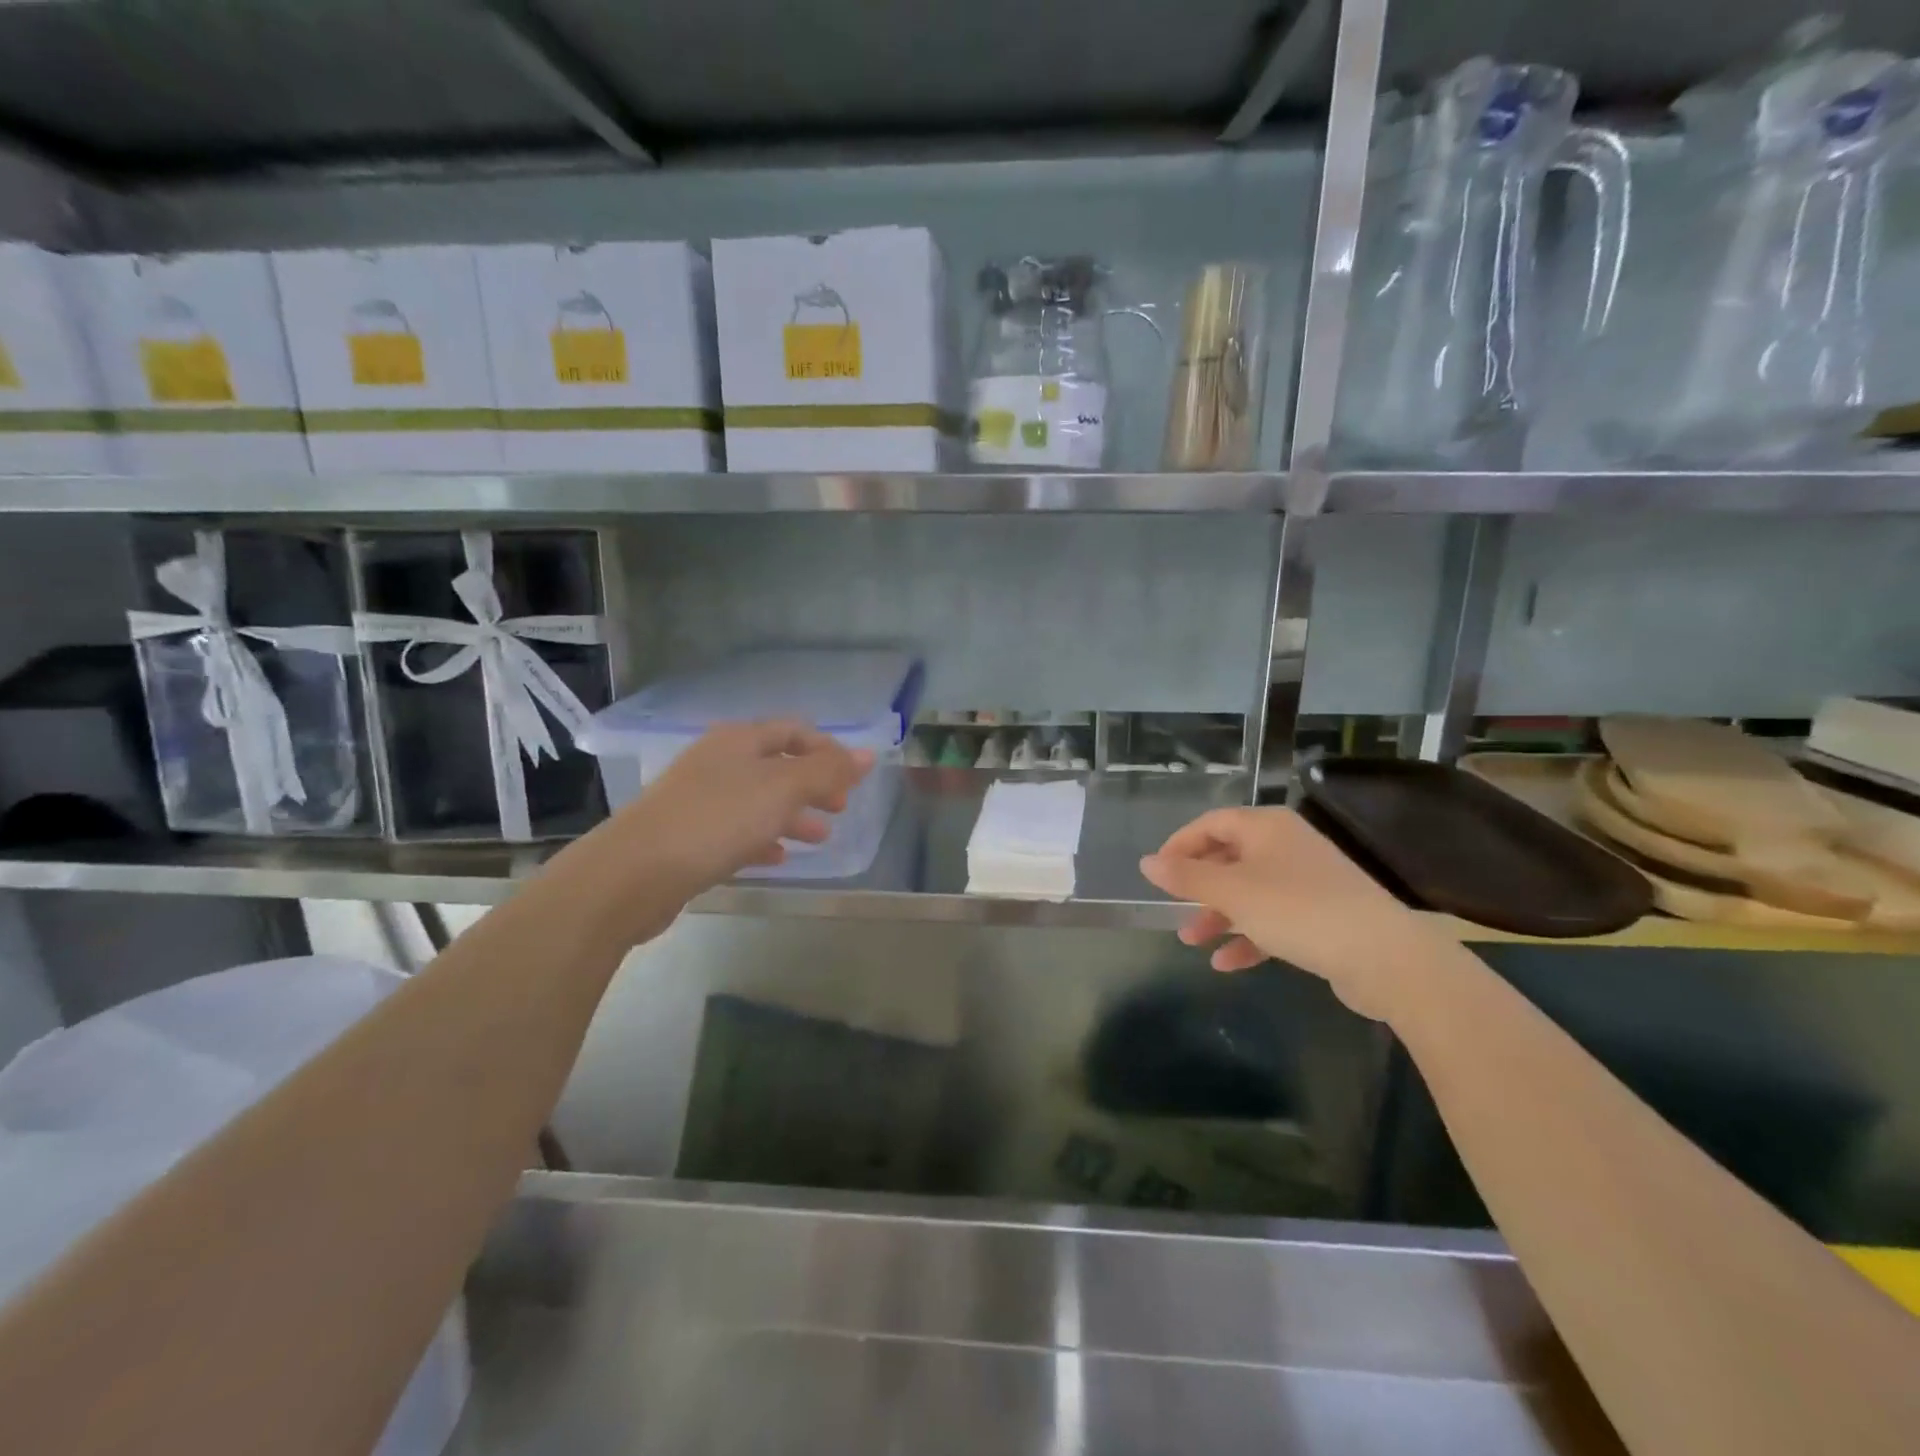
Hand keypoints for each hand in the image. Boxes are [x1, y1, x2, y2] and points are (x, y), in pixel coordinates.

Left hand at [629, 719, 871, 883]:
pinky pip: (736, 831)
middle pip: (776, 765)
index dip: (827, 750)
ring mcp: (699, 799)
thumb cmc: (717, 819)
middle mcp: (718, 761)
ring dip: (793, 815)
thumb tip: (869, 754)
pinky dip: (763, 840)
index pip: (793, 731)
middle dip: (813, 784)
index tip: (853, 778)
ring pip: (758, 800)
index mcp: (739, 740)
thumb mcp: (782, 789)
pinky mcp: (688, 836)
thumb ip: (828, 771)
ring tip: (821, 838)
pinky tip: (779, 859)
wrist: (636, 872)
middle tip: (840, 807)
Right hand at [1139, 806, 1435, 1017]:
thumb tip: (1146, 862)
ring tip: (1191, 940)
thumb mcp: (1232, 892)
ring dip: (1218, 915)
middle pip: (1229, 857)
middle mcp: (1286, 846)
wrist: (1384, 957)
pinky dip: (1248, 936)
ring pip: (1249, 892)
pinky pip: (1273, 919)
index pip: (1211, 823)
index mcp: (1266, 827)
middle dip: (1198, 886)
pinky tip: (1226, 963)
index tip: (1156, 873)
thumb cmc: (1298, 911)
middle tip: (1171, 907)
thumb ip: (1186, 877)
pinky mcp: (1322, 916)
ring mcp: (1307, 881)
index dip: (1179, 845)